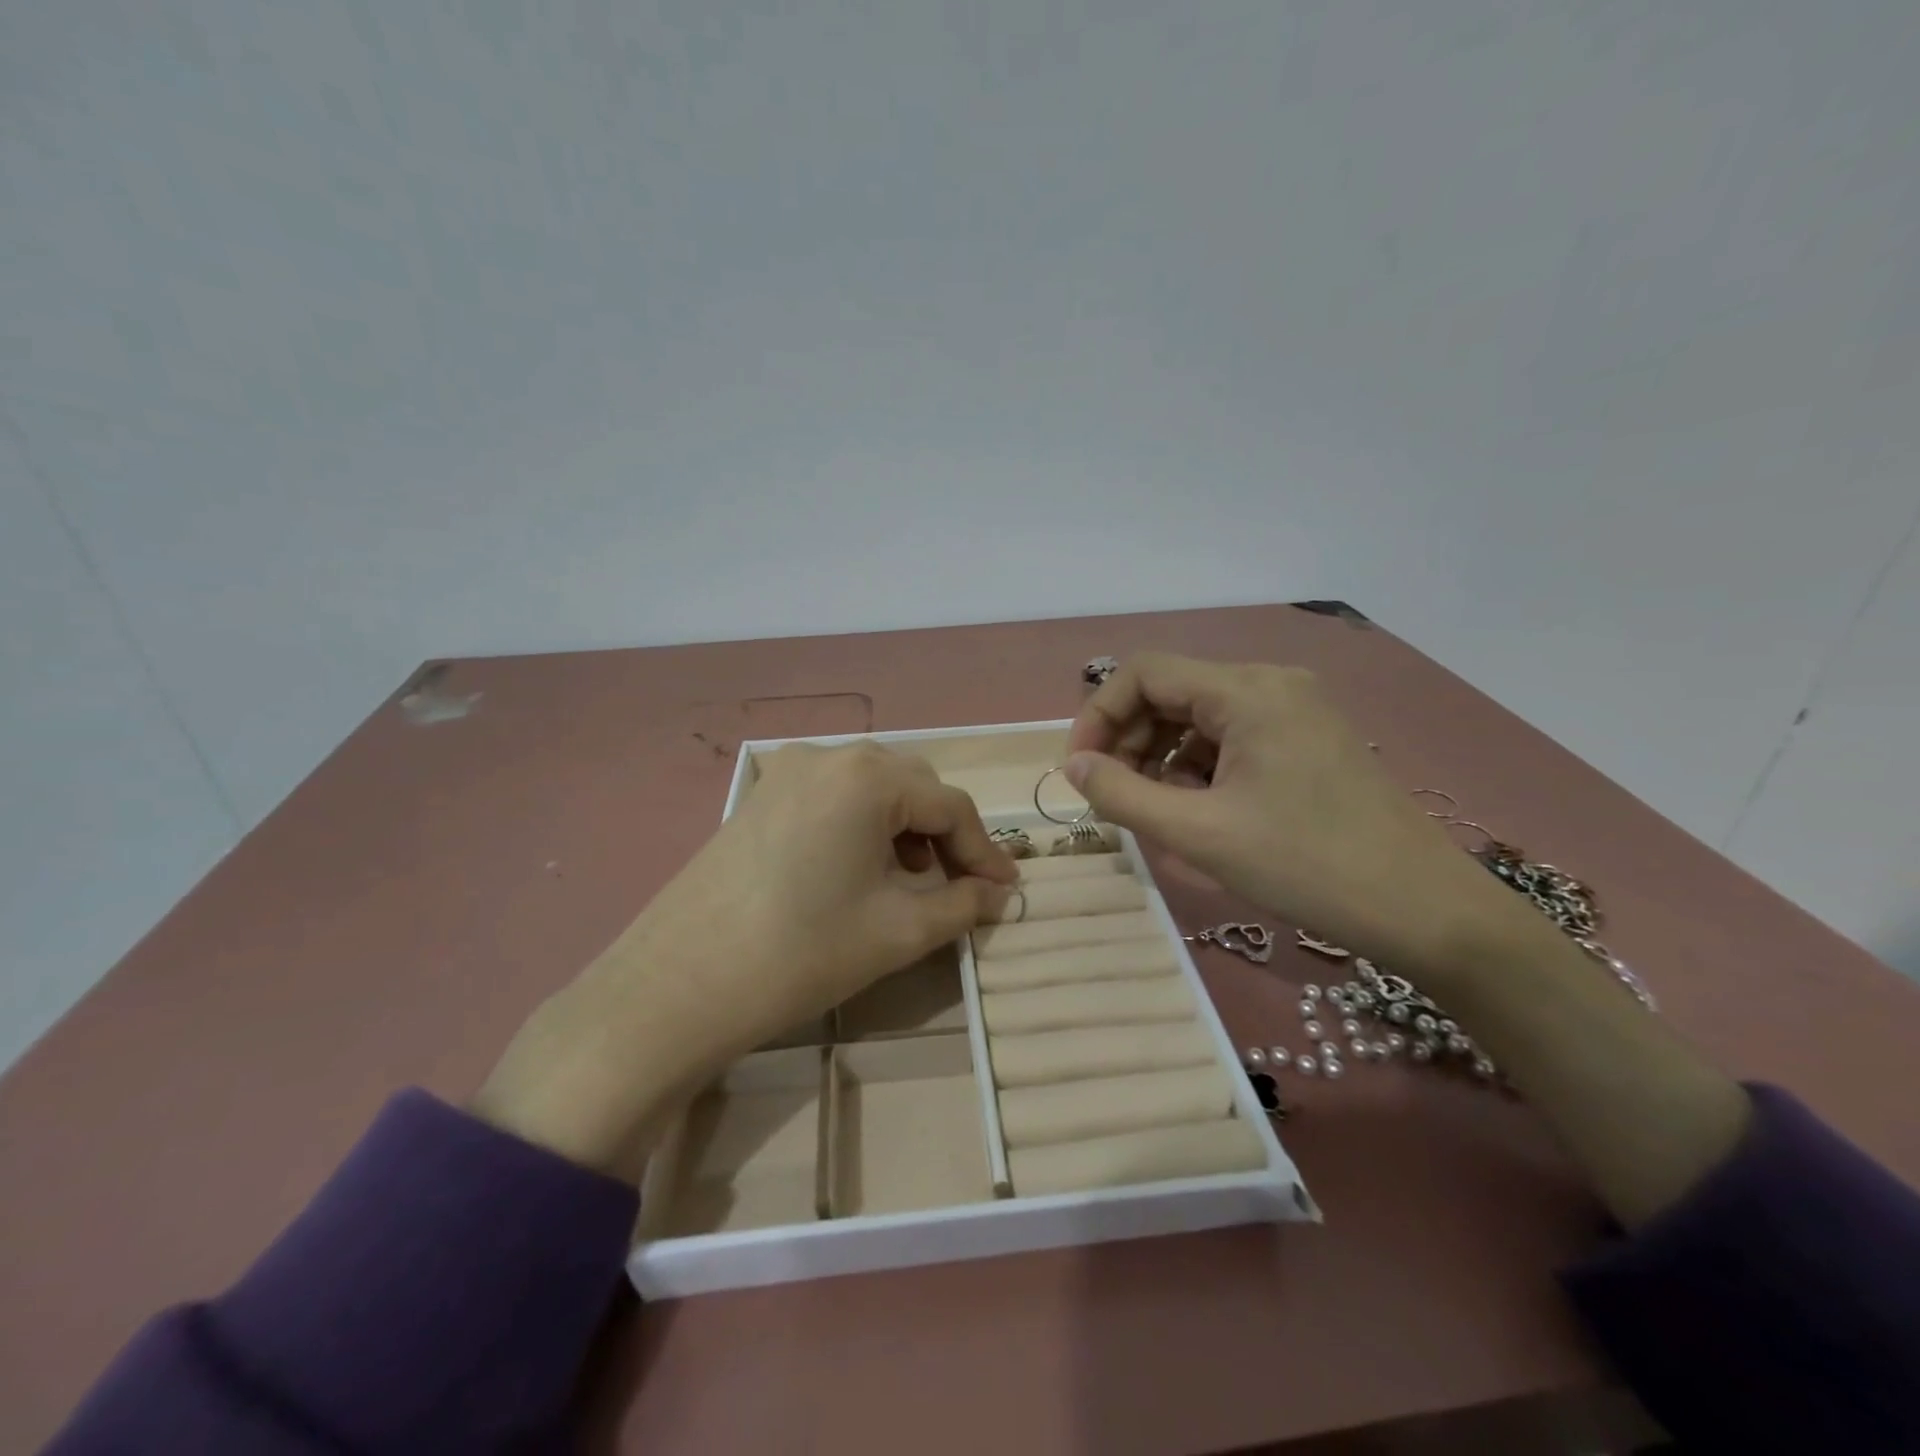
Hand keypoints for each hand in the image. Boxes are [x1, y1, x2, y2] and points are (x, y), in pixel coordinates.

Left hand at [474, 742, 1016, 1177]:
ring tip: (912, 878)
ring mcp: (785, 771)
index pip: (950, 805)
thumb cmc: (802, 952)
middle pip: (911, 786)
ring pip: (871, 788)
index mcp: (868, 775)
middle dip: (944, 834)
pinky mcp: (759, 796)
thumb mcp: (898, 931)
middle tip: (961, 885)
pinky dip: (861, 825)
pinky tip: (859, 868)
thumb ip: (962, 904)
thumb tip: (997, 894)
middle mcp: (828, 754)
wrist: (678, 986)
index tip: (1005, 891)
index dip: (984, 851)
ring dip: (903, 827)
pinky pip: (831, 797)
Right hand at [1069, 653, 1749, 1225]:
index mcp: (1246, 690)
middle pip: (1171, 691)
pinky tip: (1195, 808)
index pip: (1144, 673)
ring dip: (1160, 754)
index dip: (1099, 715)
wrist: (1427, 910)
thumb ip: (1121, 794)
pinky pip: (1231, 735)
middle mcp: (1270, 683)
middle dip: (1129, 739)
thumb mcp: (1199, 834)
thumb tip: (1073, 767)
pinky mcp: (1307, 739)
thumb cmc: (1307, 865)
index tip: (1080, 770)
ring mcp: (1294, 710)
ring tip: (1151, 807)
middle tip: (1112, 795)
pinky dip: (1198, 765)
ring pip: (1199, 715)